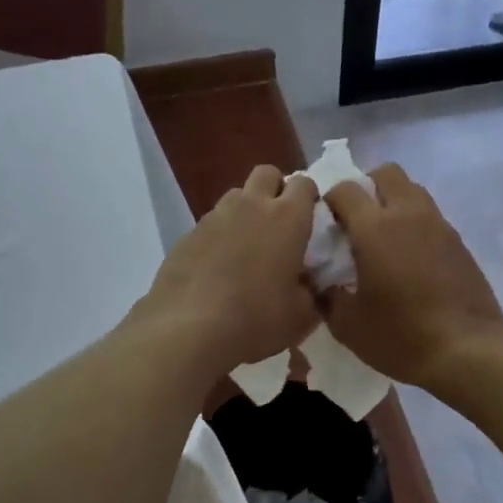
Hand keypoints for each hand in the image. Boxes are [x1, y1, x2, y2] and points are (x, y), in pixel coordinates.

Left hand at [135, 165, 319, 370]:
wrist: (188, 328)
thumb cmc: (256, 318)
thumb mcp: (301, 316)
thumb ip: (314, 293)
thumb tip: (314, 284)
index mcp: (288, 218)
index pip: (304, 184)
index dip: (309, 198)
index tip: (311, 222)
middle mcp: (251, 206)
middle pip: (266, 174)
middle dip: (276, 189)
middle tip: (280, 224)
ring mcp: (215, 216)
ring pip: (236, 195)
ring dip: (246, 210)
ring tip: (247, 246)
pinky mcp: (188, 233)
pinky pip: (211, 223)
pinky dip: (220, 235)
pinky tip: (218, 266)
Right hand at [321, 164, 502, 391]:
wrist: (467, 350)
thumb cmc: (400, 335)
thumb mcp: (348, 325)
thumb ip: (326, 296)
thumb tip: (320, 282)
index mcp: (374, 228)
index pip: (345, 189)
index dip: (330, 200)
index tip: (326, 224)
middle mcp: (408, 214)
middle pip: (386, 173)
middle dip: (367, 186)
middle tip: (356, 219)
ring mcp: (439, 225)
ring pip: (413, 191)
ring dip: (394, 203)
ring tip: (384, 238)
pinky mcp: (459, 242)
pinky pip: (431, 217)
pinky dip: (415, 225)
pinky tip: (410, 260)